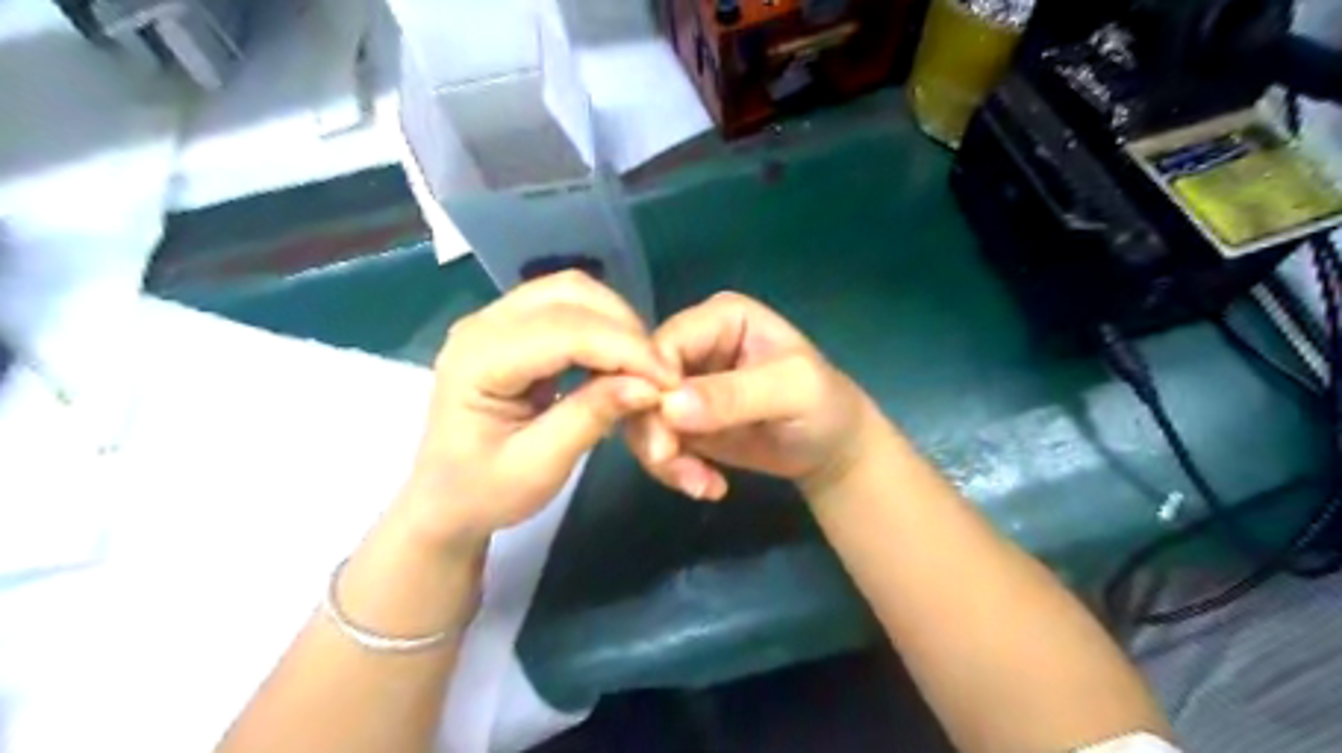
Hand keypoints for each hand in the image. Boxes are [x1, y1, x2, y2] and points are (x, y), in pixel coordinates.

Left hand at [395, 271, 676, 552]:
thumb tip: (649, 386)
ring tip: (643, 368)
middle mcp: (482, 324)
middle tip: (660, 374)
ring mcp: (495, 320)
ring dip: (617, 323)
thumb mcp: (540, 468)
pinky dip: (603, 327)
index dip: (625, 348)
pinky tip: (618, 361)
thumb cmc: (484, 492)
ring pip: (572, 292)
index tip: (669, 381)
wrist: (443, 501)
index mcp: (478, 359)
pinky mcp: (512, 328)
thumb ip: (591, 418)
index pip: (565, 330)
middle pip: (570, 293)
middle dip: (625, 328)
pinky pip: (567, 307)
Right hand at [629, 292, 881, 503]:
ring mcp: (684, 384)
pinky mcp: (681, 420)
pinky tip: (707, 486)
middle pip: (640, 380)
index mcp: (720, 317)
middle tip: (673, 464)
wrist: (831, 450)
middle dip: (653, 428)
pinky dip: (673, 469)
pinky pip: (656, 441)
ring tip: (701, 485)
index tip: (666, 429)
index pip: (663, 342)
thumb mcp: (792, 391)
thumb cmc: (823, 406)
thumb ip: (735, 394)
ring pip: (641, 415)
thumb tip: (669, 405)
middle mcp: (694, 344)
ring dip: (663, 456)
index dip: (651, 383)